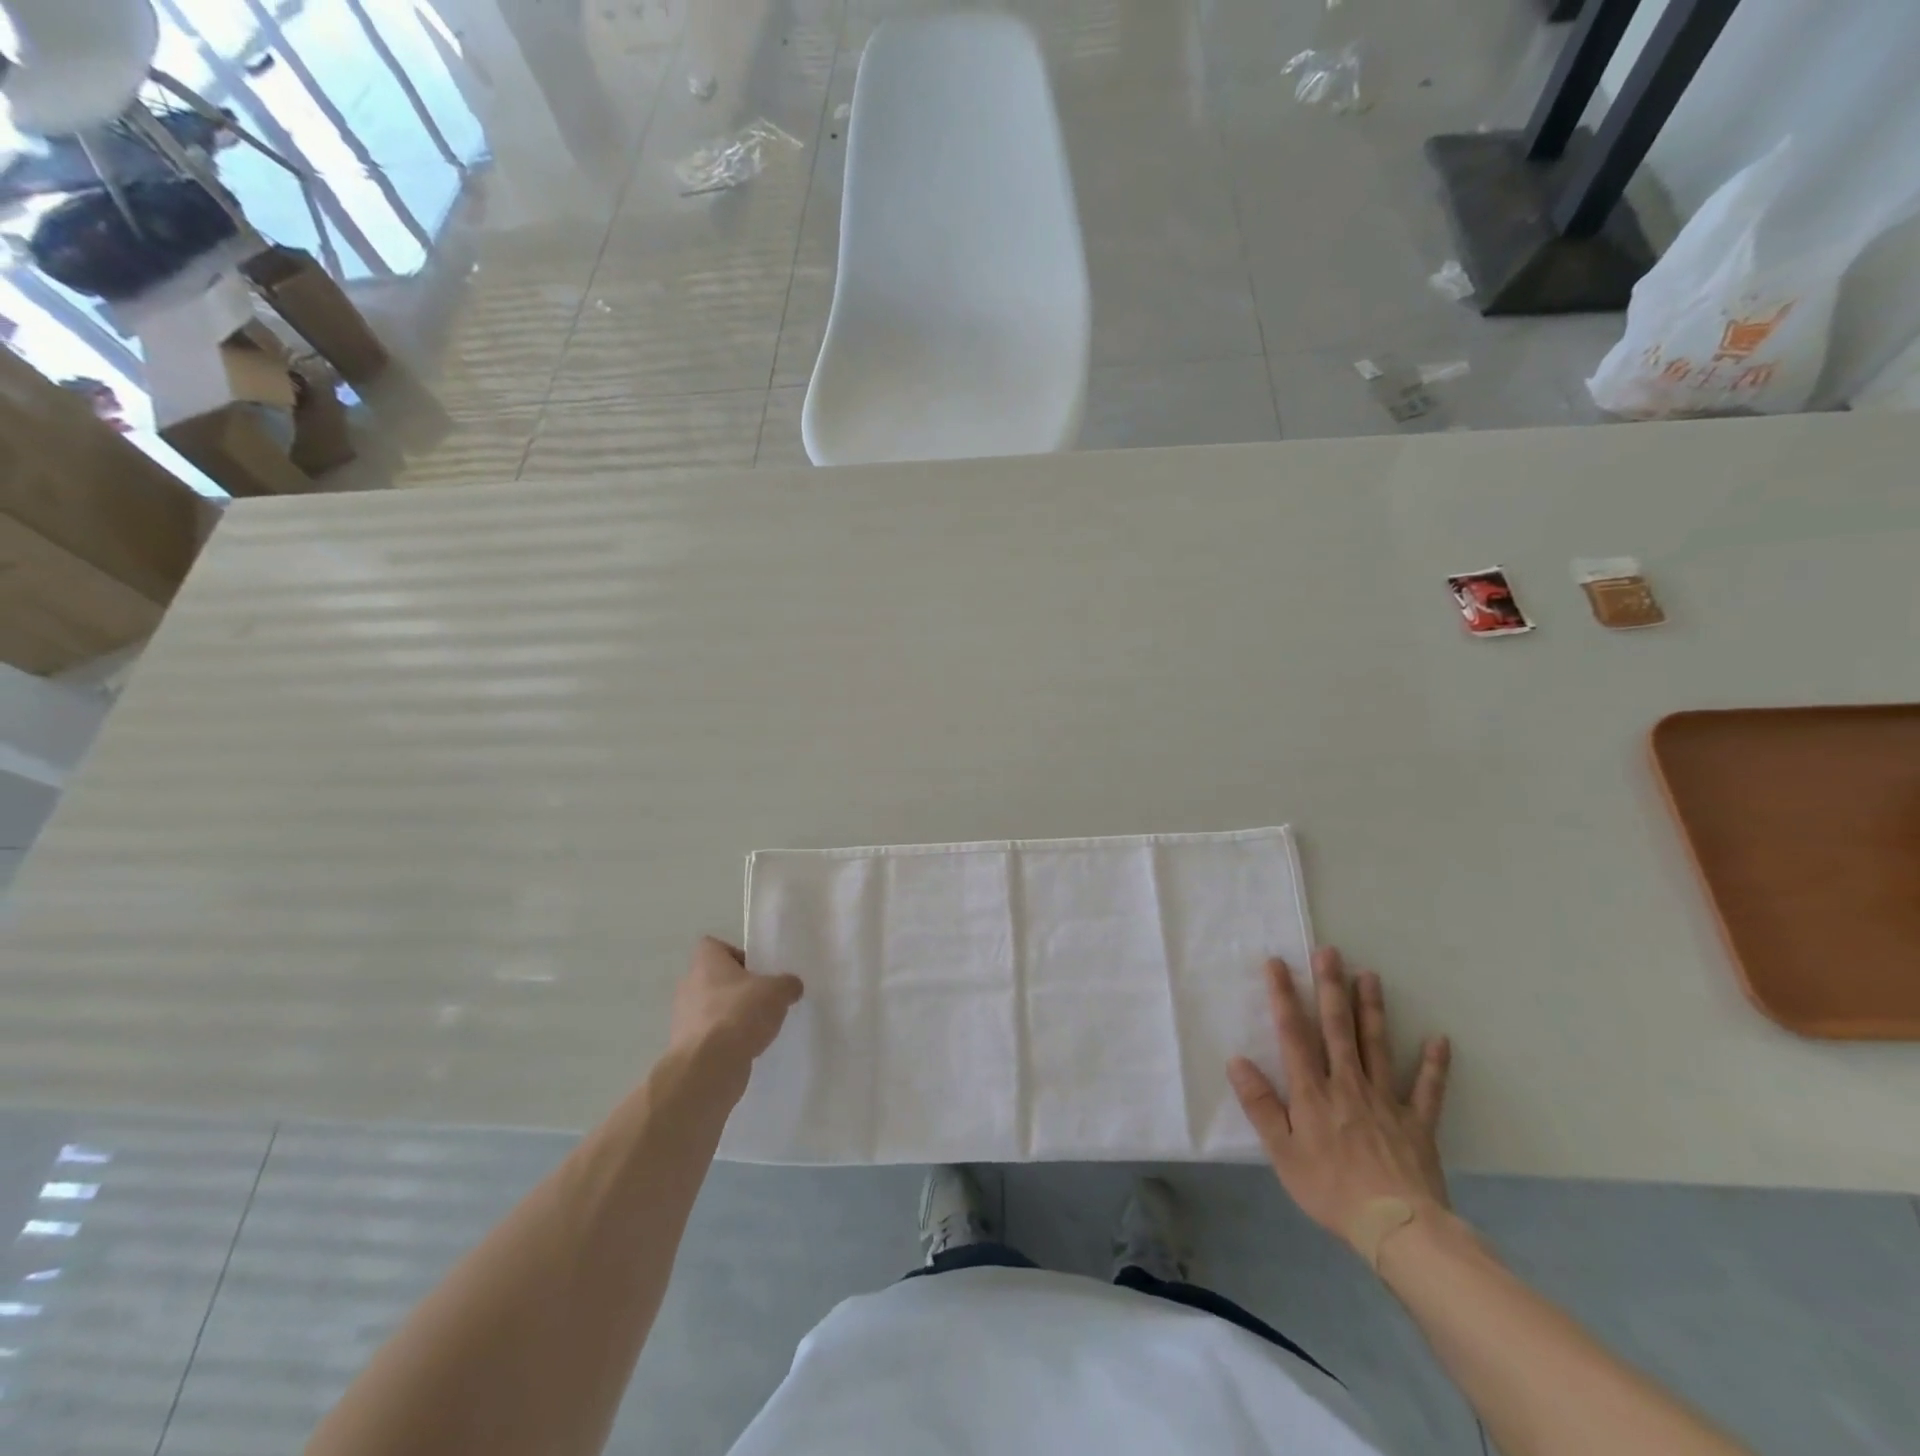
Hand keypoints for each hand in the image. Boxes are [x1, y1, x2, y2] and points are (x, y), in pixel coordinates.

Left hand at [669, 938, 802, 1075]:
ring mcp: (683, 1019)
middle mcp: (689, 986)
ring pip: (711, 1009)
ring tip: (758, 1027)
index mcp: (705, 963)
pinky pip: (710, 1037)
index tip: (757, 970)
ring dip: (731, 1016)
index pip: (713, 946)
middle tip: (763, 999)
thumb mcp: (777, 992)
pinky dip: (726, 1042)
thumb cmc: (739, 1014)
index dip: (735, 954)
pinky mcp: (686, 1048)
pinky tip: (747, 1049)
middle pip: (714, 979)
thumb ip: (787, 984)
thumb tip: (792, 986)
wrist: (708, 1068)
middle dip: (737, 989)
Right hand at [1227, 948, 1450, 1257]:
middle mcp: (1347, 1084)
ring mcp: (1386, 1100)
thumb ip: (1260, 1105)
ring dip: (1372, 1009)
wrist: (1398, 1230)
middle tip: (1330, 952)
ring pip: (1376, 1045)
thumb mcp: (1282, 1153)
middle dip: (1331, 987)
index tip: (1277, 963)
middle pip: (1337, 1028)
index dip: (1284, 996)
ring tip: (1369, 975)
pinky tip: (1439, 1039)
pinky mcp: (1417, 1123)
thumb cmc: (1330, 1190)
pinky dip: (1433, 1064)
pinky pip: (1427, 1089)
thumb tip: (1237, 1061)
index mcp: (1313, 1092)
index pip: (1293, 1034)